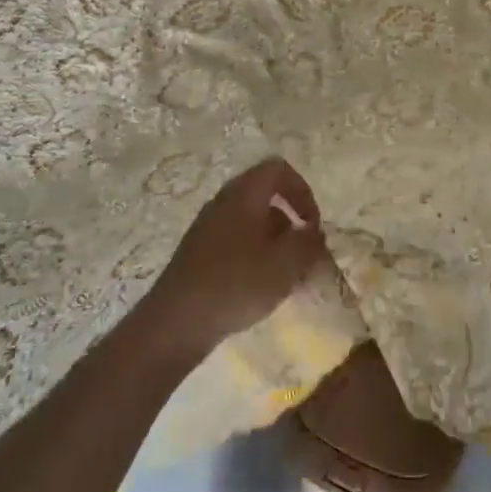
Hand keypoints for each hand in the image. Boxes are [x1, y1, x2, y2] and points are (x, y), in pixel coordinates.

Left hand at [144, 157, 329, 355]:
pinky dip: (254, 255)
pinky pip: (235, 241)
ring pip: (251, 221)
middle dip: (290, 222)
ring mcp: (207, 227)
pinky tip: (259, 288)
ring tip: (285, 277)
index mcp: (244, 194)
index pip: (279, 169)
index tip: (312, 224)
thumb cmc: (236, 284)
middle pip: (265, 196)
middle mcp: (223, 201)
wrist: (175, 323)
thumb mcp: (285, 264)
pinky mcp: (198, 252)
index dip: (302, 190)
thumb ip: (308, 243)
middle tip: (302, 252)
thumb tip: (315, 232)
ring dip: (274, 242)